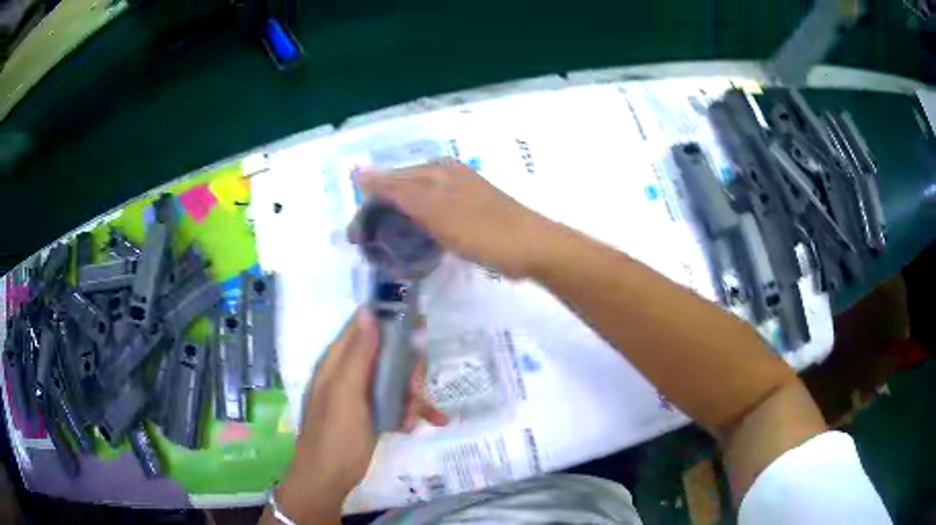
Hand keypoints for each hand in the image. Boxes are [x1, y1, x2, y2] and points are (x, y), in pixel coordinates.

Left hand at [271, 308, 446, 522]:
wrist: (327, 479)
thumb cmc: (335, 437)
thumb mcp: (346, 395)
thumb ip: (357, 355)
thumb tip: (367, 310)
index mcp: (337, 361)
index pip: (365, 325)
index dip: (391, 323)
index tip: (418, 332)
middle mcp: (350, 372)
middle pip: (388, 354)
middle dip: (408, 371)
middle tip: (415, 393)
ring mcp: (361, 394)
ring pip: (396, 379)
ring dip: (412, 396)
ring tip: (413, 419)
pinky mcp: (372, 413)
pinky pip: (397, 402)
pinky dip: (411, 411)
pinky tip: (426, 423)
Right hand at [356, 159, 548, 278]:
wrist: (531, 247)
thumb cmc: (481, 228)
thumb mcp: (434, 208)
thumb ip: (397, 192)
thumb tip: (359, 174)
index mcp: (437, 169)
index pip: (390, 181)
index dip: (369, 206)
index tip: (354, 236)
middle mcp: (446, 176)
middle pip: (402, 191)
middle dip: (381, 216)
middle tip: (365, 244)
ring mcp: (459, 195)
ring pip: (417, 205)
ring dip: (398, 224)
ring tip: (382, 247)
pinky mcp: (468, 214)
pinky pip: (433, 217)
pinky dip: (419, 229)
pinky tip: (413, 244)